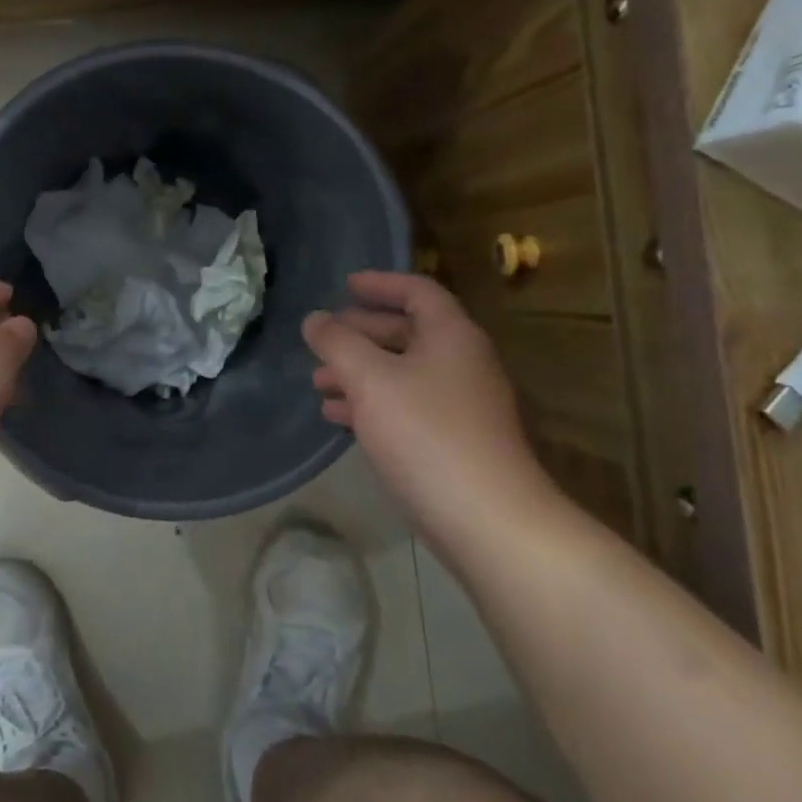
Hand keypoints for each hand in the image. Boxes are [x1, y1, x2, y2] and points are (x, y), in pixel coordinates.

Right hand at [304, 271, 551, 536]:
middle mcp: (461, 362)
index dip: (380, 283)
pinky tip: (338, 416)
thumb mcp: (370, 379)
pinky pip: (404, 406)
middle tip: (323, 337)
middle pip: (407, 332)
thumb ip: (337, 343)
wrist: (486, 518)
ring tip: (317, 382)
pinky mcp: (451, 440)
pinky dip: (370, 403)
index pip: (417, 291)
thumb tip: (315, 319)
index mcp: (450, 335)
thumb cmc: (426, 433)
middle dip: (361, 332)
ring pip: (401, 372)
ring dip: (359, 371)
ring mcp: (459, 404)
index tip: (345, 284)